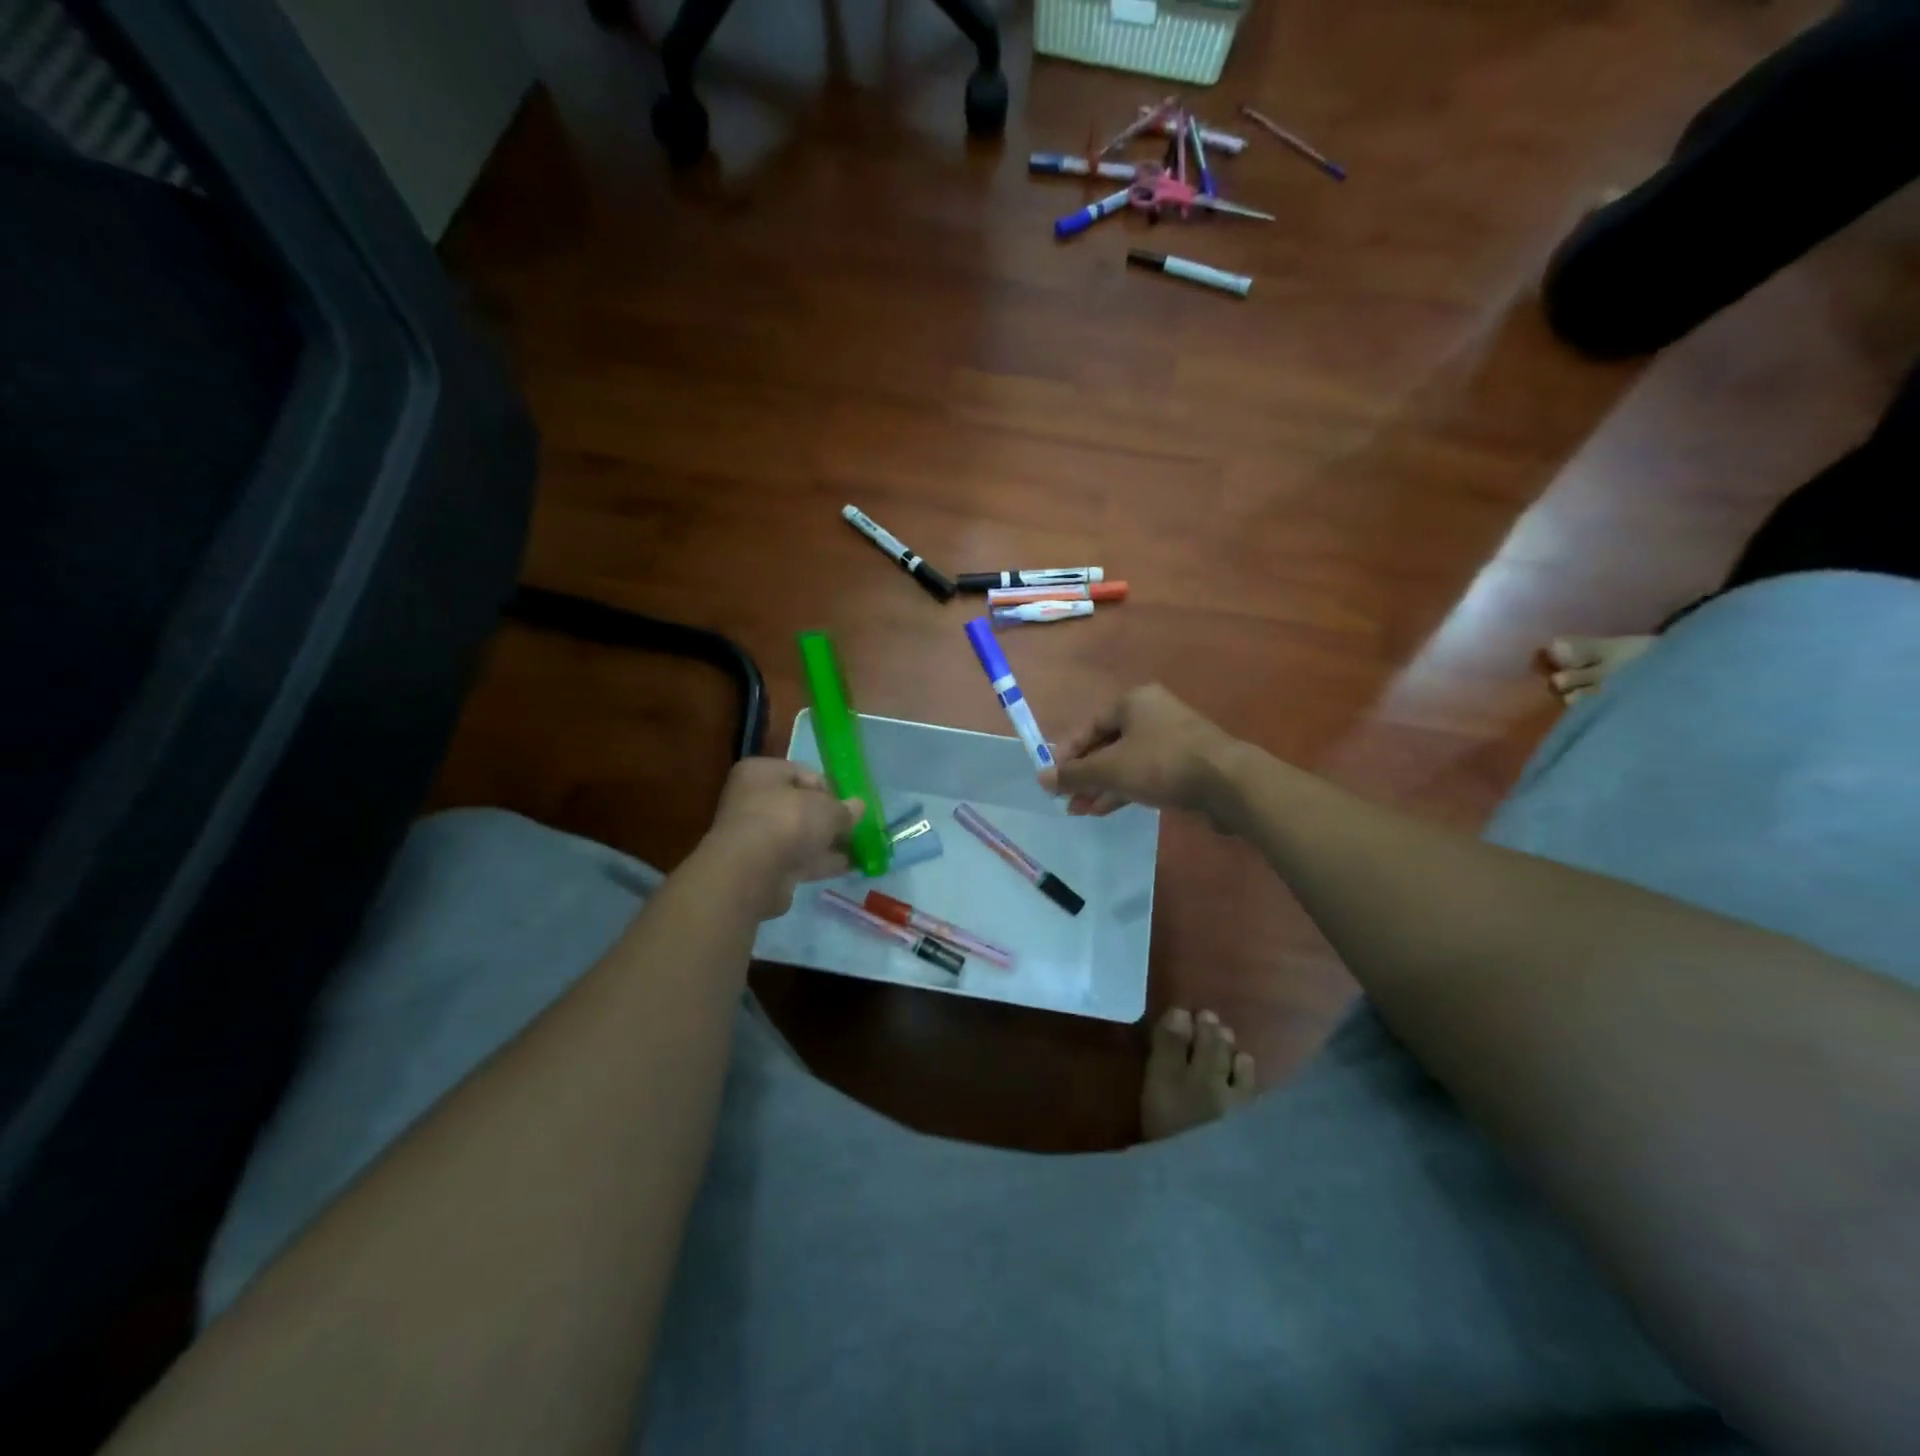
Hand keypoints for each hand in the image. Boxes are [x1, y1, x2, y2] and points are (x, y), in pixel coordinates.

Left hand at [703, 758, 864, 918]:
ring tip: (856, 850)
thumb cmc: (788, 821)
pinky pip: (795, 859)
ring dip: (825, 842)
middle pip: (800, 806)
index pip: (803, 773)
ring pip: (798, 835)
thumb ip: (844, 809)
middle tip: (853, 829)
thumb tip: (858, 807)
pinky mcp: (760, 866)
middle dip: (828, 819)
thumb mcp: (827, 808)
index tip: (848, 806)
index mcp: (760, 773)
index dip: (829, 789)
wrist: (752, 872)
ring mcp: (755, 835)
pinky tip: (845, 868)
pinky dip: (818, 862)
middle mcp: (752, 800)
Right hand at [1040, 685, 1242, 827]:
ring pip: (1126, 762)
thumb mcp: (1110, 769)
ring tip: (1083, 811)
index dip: (1067, 753)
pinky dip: (1126, 788)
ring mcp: (1172, 737)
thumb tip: (1041, 778)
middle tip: (1068, 800)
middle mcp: (1152, 713)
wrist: (1227, 782)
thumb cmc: (1161, 763)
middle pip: (1107, 744)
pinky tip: (1109, 808)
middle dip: (1086, 775)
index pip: (1089, 726)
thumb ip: (1075, 774)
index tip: (1054, 779)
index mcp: (1133, 701)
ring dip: (1103, 786)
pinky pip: (1146, 773)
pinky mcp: (1186, 762)